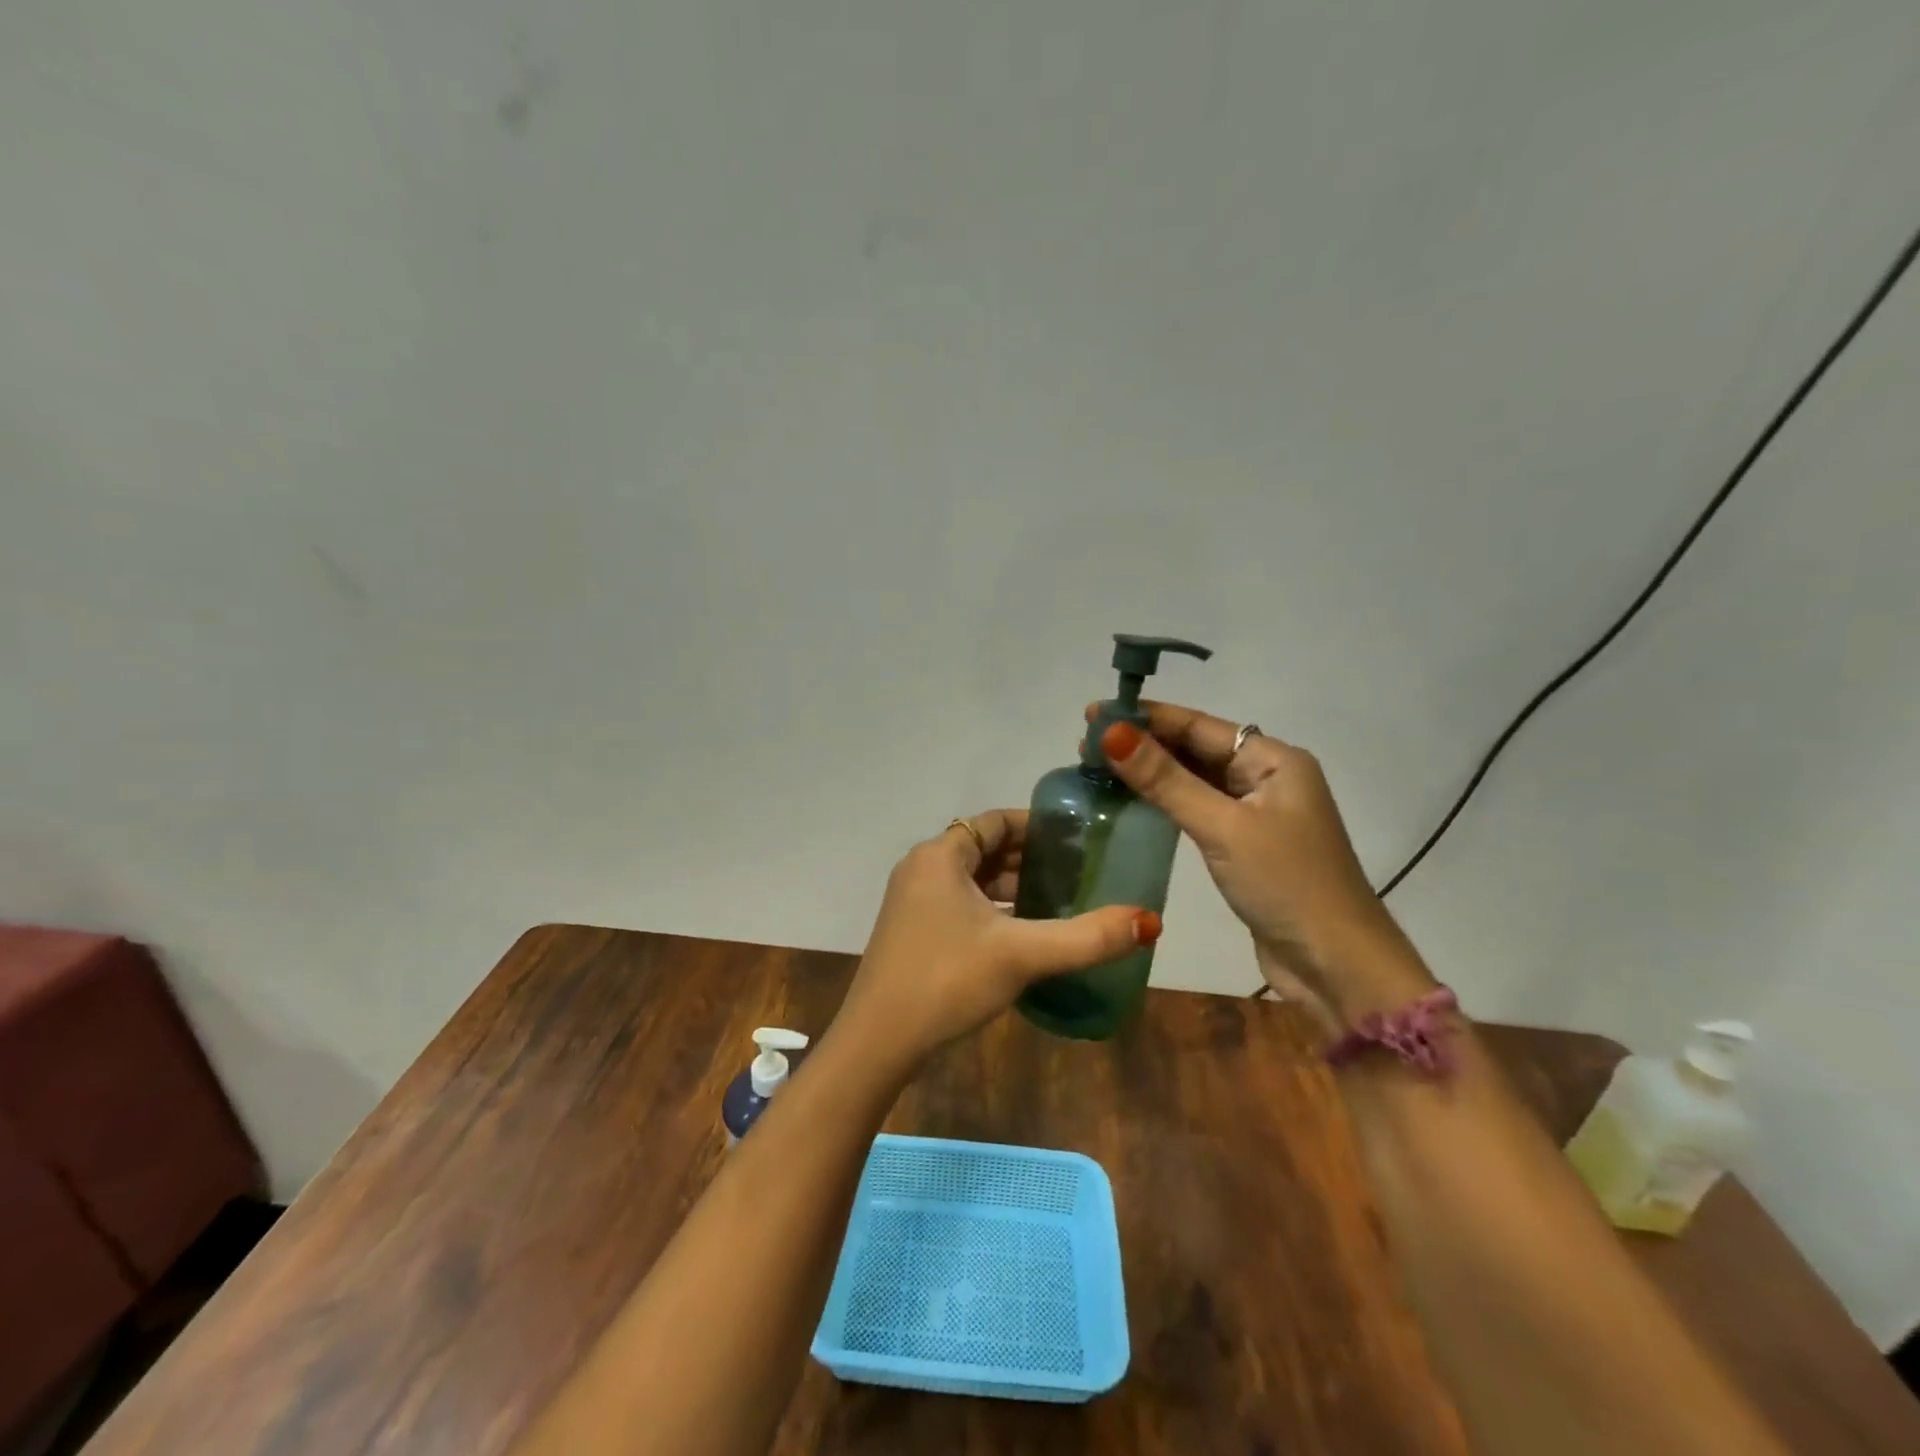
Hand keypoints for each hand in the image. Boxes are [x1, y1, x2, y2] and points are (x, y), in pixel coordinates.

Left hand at [838, 810, 1160, 1068]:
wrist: (878, 1041)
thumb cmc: (947, 980)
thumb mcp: (1021, 954)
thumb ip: (1086, 937)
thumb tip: (1149, 920)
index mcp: (940, 856)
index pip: (995, 821)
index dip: (1037, 826)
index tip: (1078, 839)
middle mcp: (923, 869)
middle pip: (985, 848)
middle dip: (1030, 858)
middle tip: (1080, 872)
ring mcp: (914, 902)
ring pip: (974, 881)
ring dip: (1013, 887)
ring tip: (1062, 900)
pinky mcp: (914, 932)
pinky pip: (962, 905)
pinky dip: (994, 910)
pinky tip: (1025, 934)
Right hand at [1090, 702, 1431, 1021]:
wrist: (1336, 966)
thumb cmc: (1286, 885)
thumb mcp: (1222, 827)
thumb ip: (1165, 780)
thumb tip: (1111, 732)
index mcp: (1274, 760)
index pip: (1199, 725)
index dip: (1146, 717)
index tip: (1094, 713)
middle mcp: (1266, 778)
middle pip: (1196, 749)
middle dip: (1144, 743)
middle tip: (1086, 744)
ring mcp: (1256, 814)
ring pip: (1195, 781)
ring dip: (1151, 773)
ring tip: (1099, 767)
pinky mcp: (1244, 846)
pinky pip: (1198, 811)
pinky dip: (1165, 804)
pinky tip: (1131, 803)